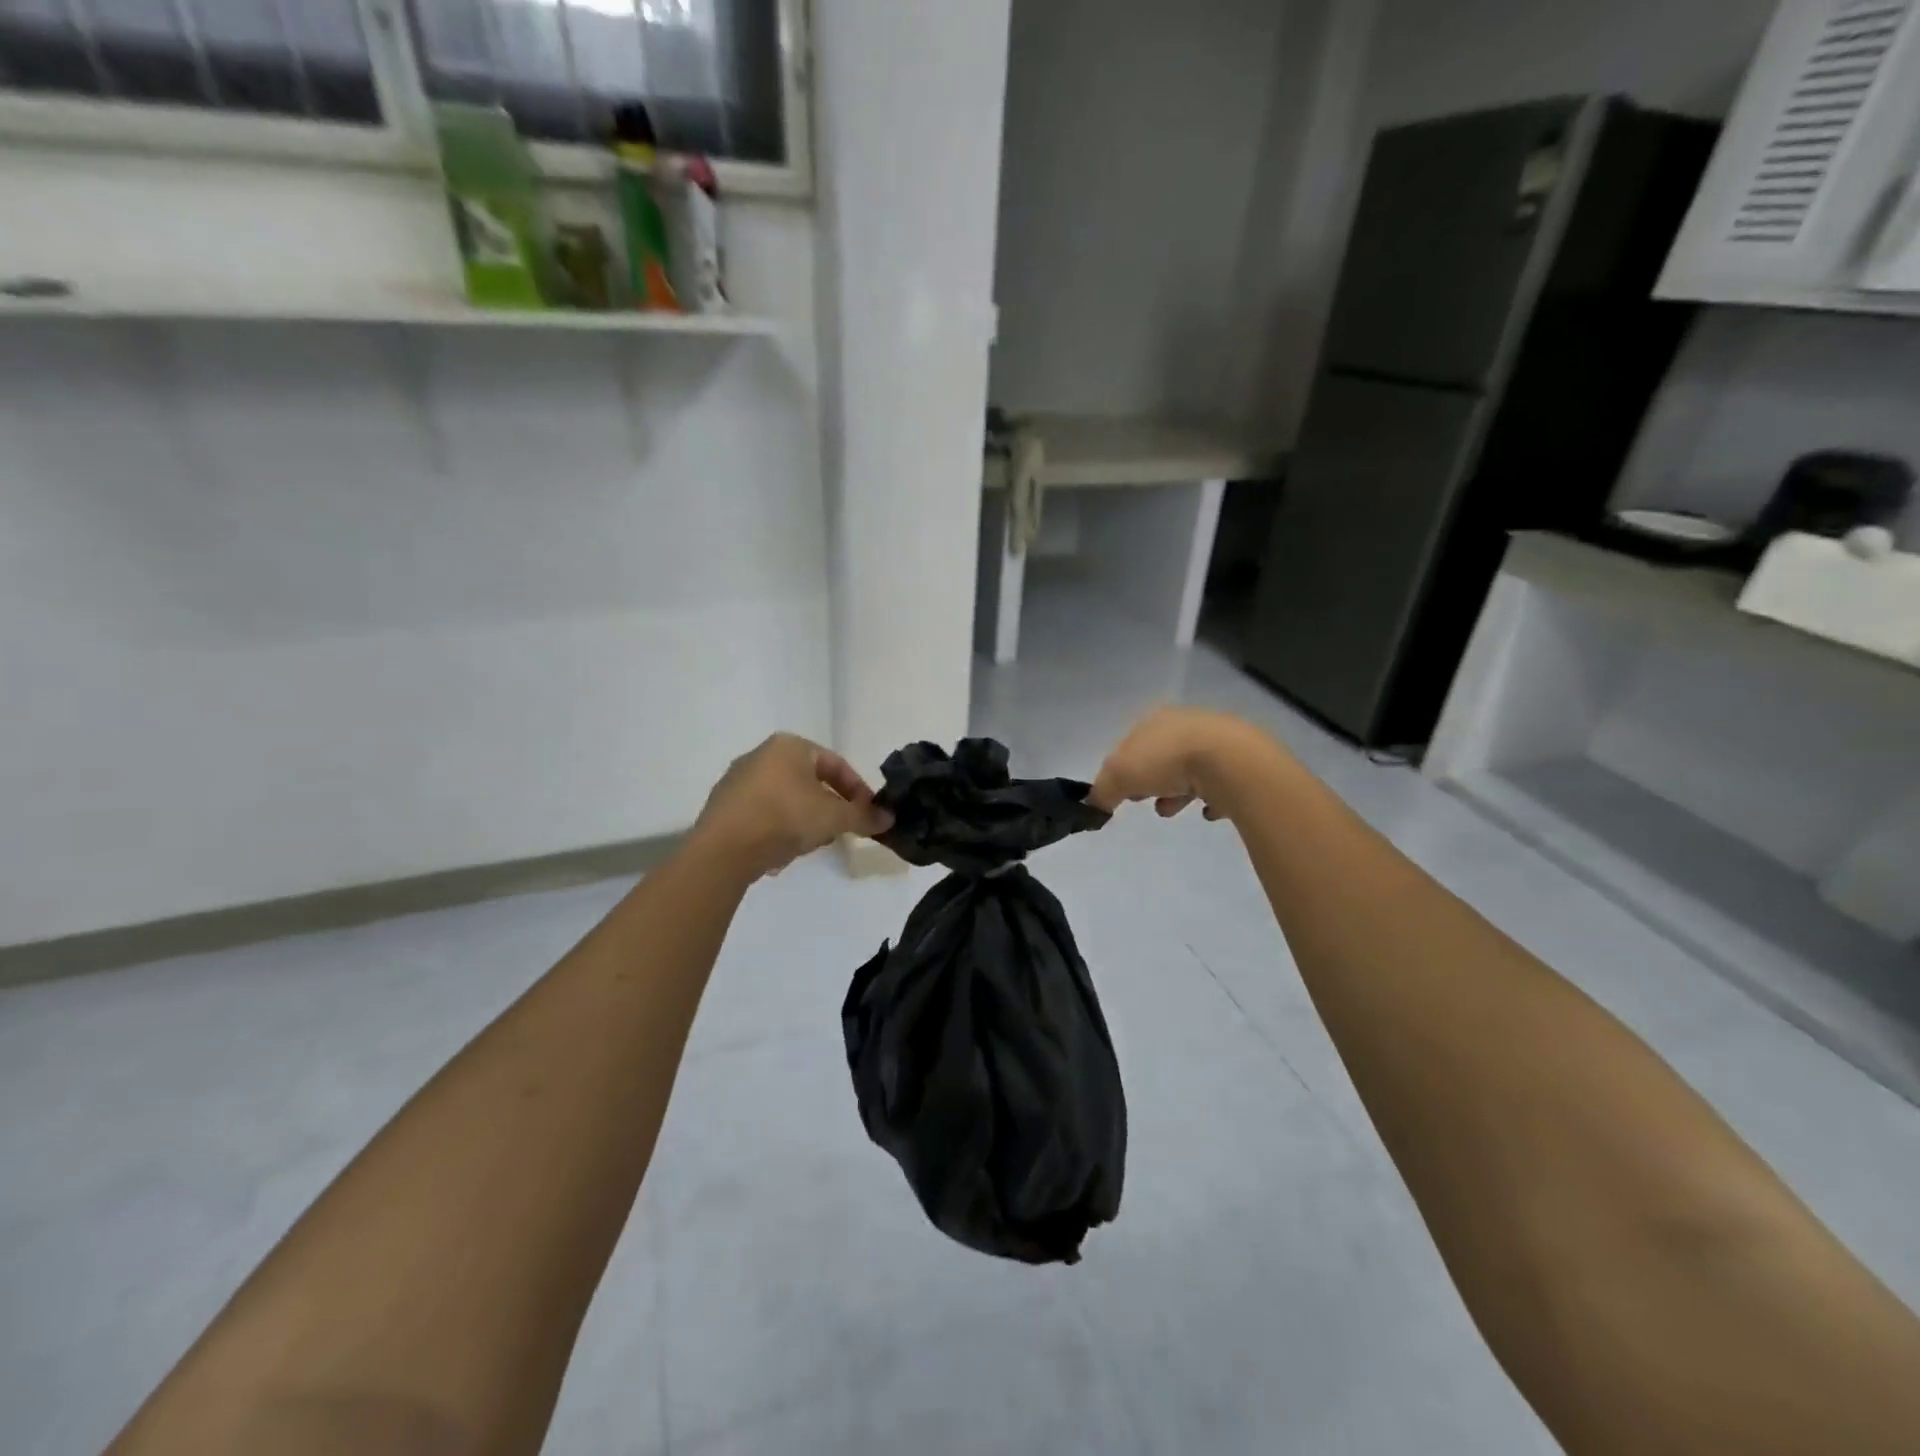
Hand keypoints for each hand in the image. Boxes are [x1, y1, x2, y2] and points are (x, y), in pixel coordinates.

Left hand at [693, 733, 893, 879]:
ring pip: (786, 799)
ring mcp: (737, 781)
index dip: (857, 789)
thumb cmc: (785, 817)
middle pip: (809, 781)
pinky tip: (781, 853)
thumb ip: (864, 816)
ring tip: (811, 845)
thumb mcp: (834, 817)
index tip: (868, 814)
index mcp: (789, 746)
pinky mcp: (723, 808)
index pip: (835, 763)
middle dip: (829, 807)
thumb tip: (889, 818)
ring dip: (804, 820)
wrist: (724, 849)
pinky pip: (762, 816)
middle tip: (841, 830)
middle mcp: (761, 755)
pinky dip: (778, 830)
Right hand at [1088, 706, 1276, 820]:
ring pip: (1189, 770)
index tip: (1122, 794)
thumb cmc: (1166, 761)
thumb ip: (1102, 791)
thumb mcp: (1119, 776)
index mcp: (1153, 721)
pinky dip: (1211, 797)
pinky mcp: (1240, 762)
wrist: (1230, 762)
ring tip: (1173, 810)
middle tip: (1146, 802)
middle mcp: (1184, 724)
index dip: (1121, 771)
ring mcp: (1215, 741)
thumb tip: (1092, 806)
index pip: (1129, 745)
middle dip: (1149, 781)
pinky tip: (1208, 811)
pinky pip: (1220, 783)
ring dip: (1177, 792)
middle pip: (1158, 757)